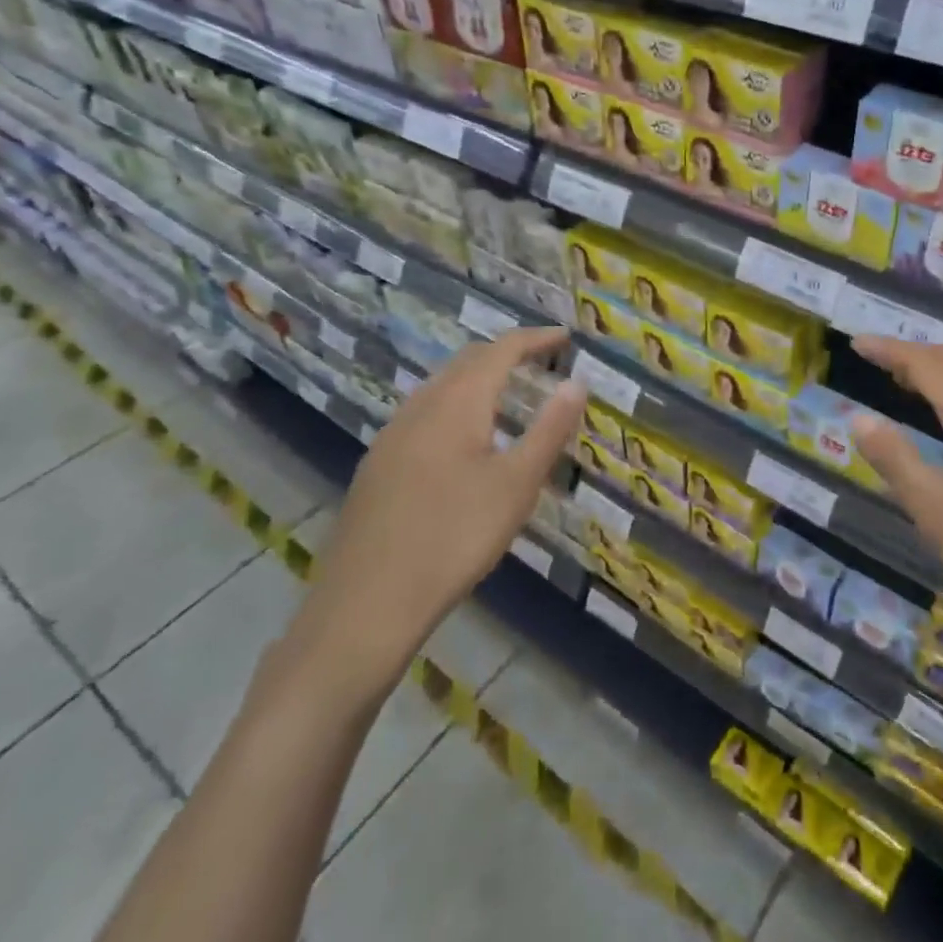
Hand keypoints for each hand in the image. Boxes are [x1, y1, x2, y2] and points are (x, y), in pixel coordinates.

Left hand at [286, 327, 585, 706]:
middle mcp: (420, 407)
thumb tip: (576, 382)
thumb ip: (549, 429)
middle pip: (466, 362)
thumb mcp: (517, 485)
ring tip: (509, 395)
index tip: (564, 337)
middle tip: (541, 361)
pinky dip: (456, 404)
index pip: (500, 350)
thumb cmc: (454, 538)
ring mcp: (391, 435)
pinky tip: (464, 440)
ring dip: (478, 378)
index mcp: (456, 403)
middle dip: (506, 353)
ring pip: (441, 386)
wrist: (366, 604)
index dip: (534, 338)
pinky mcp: (377, 465)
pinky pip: (424, 412)